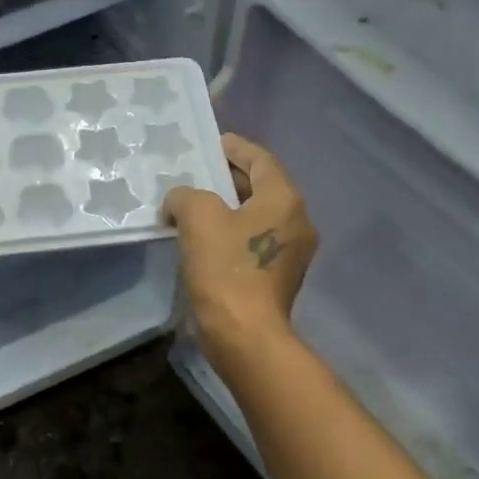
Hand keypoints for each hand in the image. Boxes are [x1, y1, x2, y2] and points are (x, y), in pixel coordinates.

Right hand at [163, 133, 316, 374]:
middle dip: (227, 179)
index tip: (212, 143)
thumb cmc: (226, 269)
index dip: (235, 148)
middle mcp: (296, 221)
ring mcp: (290, 253)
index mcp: (284, 199)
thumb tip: (181, 201)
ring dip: (226, 209)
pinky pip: (252, 243)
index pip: (260, 159)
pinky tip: (202, 241)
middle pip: (260, 188)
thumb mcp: (198, 218)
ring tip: (192, 207)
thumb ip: (186, 196)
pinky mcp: (277, 279)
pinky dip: (230, 235)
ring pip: (255, 217)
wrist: (244, 335)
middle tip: (195, 175)